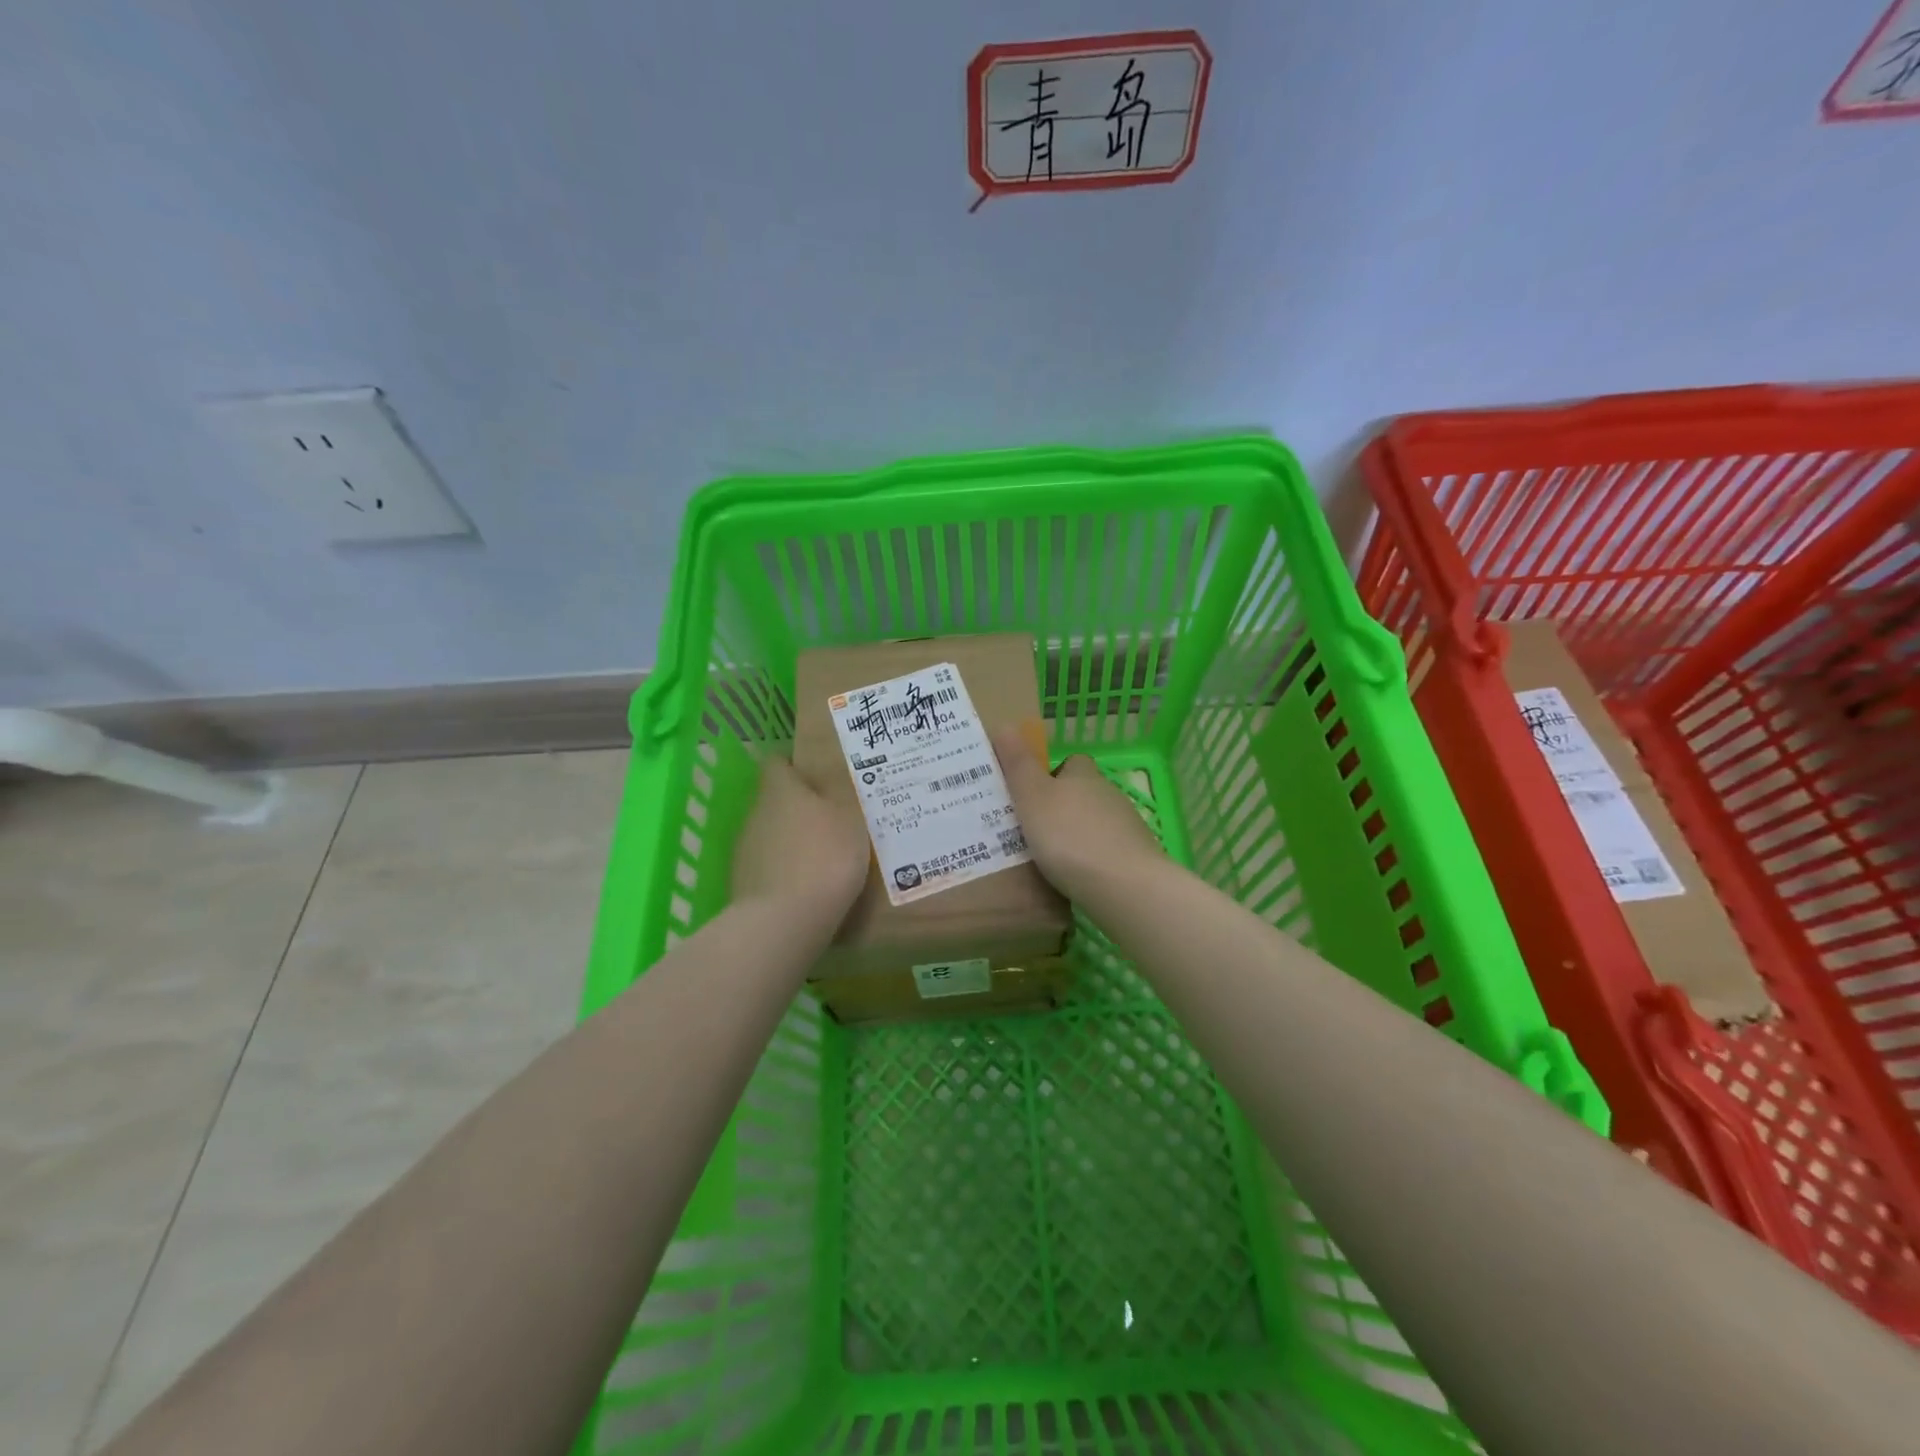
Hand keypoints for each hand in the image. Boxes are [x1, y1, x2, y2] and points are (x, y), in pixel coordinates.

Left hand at [731, 756, 869, 913]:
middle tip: (834, 818)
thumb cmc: (825, 857)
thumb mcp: (850, 817)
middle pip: (776, 800)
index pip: (777, 762)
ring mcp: (745, 850)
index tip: (821, 776)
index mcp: (780, 790)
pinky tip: (809, 886)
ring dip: (793, 840)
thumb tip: (829, 776)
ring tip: (825, 857)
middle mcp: (756, 813)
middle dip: (801, 807)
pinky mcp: (743, 883)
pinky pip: (769, 866)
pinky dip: (786, 871)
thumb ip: (841, 793)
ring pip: (772, 834)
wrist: (785, 922)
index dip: (796, 765)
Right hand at [992, 730, 1163, 901]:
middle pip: (1084, 792)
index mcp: (1083, 776)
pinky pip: (1107, 851)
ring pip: (1096, 822)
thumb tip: (1005, 725)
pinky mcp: (1136, 857)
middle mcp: (1109, 794)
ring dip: (1078, 833)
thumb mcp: (1032, 797)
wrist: (1124, 886)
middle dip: (1063, 806)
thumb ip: (1018, 764)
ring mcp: (1127, 826)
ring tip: (1050, 856)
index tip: (1032, 793)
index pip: (1073, 762)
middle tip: (1033, 827)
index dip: (1053, 773)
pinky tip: (1077, 877)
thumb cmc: (1069, 837)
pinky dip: (1093, 859)